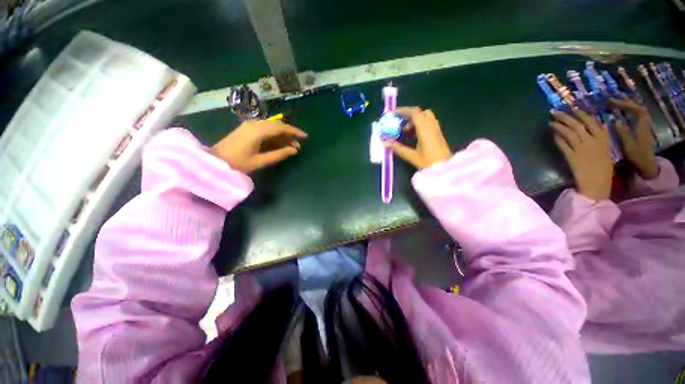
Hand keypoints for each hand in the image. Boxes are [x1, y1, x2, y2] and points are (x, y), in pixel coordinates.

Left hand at [211, 120, 306, 173]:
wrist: (215, 161)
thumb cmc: (237, 163)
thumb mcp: (260, 161)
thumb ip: (278, 155)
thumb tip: (294, 150)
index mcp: (257, 131)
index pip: (280, 127)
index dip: (294, 131)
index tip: (305, 136)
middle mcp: (254, 124)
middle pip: (276, 125)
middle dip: (289, 133)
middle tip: (298, 144)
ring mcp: (249, 126)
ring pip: (271, 127)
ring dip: (282, 135)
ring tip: (291, 146)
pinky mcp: (247, 129)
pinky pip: (265, 129)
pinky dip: (274, 135)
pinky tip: (280, 143)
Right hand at [385, 107, 452, 168]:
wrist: (445, 168)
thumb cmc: (429, 162)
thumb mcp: (411, 156)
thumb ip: (398, 148)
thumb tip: (385, 143)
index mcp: (425, 129)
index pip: (414, 113)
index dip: (402, 111)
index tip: (393, 114)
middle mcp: (431, 125)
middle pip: (420, 113)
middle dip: (408, 116)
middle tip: (400, 125)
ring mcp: (436, 129)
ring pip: (425, 118)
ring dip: (414, 121)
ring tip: (405, 133)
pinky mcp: (438, 134)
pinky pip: (428, 124)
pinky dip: (419, 126)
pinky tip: (414, 137)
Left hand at [550, 109, 612, 200]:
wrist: (598, 184)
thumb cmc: (603, 168)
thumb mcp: (607, 150)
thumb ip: (603, 137)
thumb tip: (600, 124)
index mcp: (604, 139)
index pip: (591, 121)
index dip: (580, 113)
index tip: (572, 108)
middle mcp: (593, 141)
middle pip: (578, 125)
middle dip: (565, 116)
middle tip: (555, 112)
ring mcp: (582, 149)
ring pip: (569, 133)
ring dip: (559, 125)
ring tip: (551, 121)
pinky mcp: (572, 157)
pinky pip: (563, 144)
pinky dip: (557, 138)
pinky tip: (552, 133)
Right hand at [610, 97, 658, 179]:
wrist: (646, 165)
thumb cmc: (637, 156)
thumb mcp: (628, 146)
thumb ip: (622, 133)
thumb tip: (614, 121)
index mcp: (642, 126)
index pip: (637, 109)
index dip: (625, 104)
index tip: (612, 102)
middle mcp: (644, 123)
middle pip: (637, 108)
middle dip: (625, 102)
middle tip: (611, 99)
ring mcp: (642, 126)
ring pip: (636, 111)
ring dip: (626, 105)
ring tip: (614, 102)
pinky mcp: (639, 129)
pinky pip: (634, 116)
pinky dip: (627, 111)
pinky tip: (619, 112)